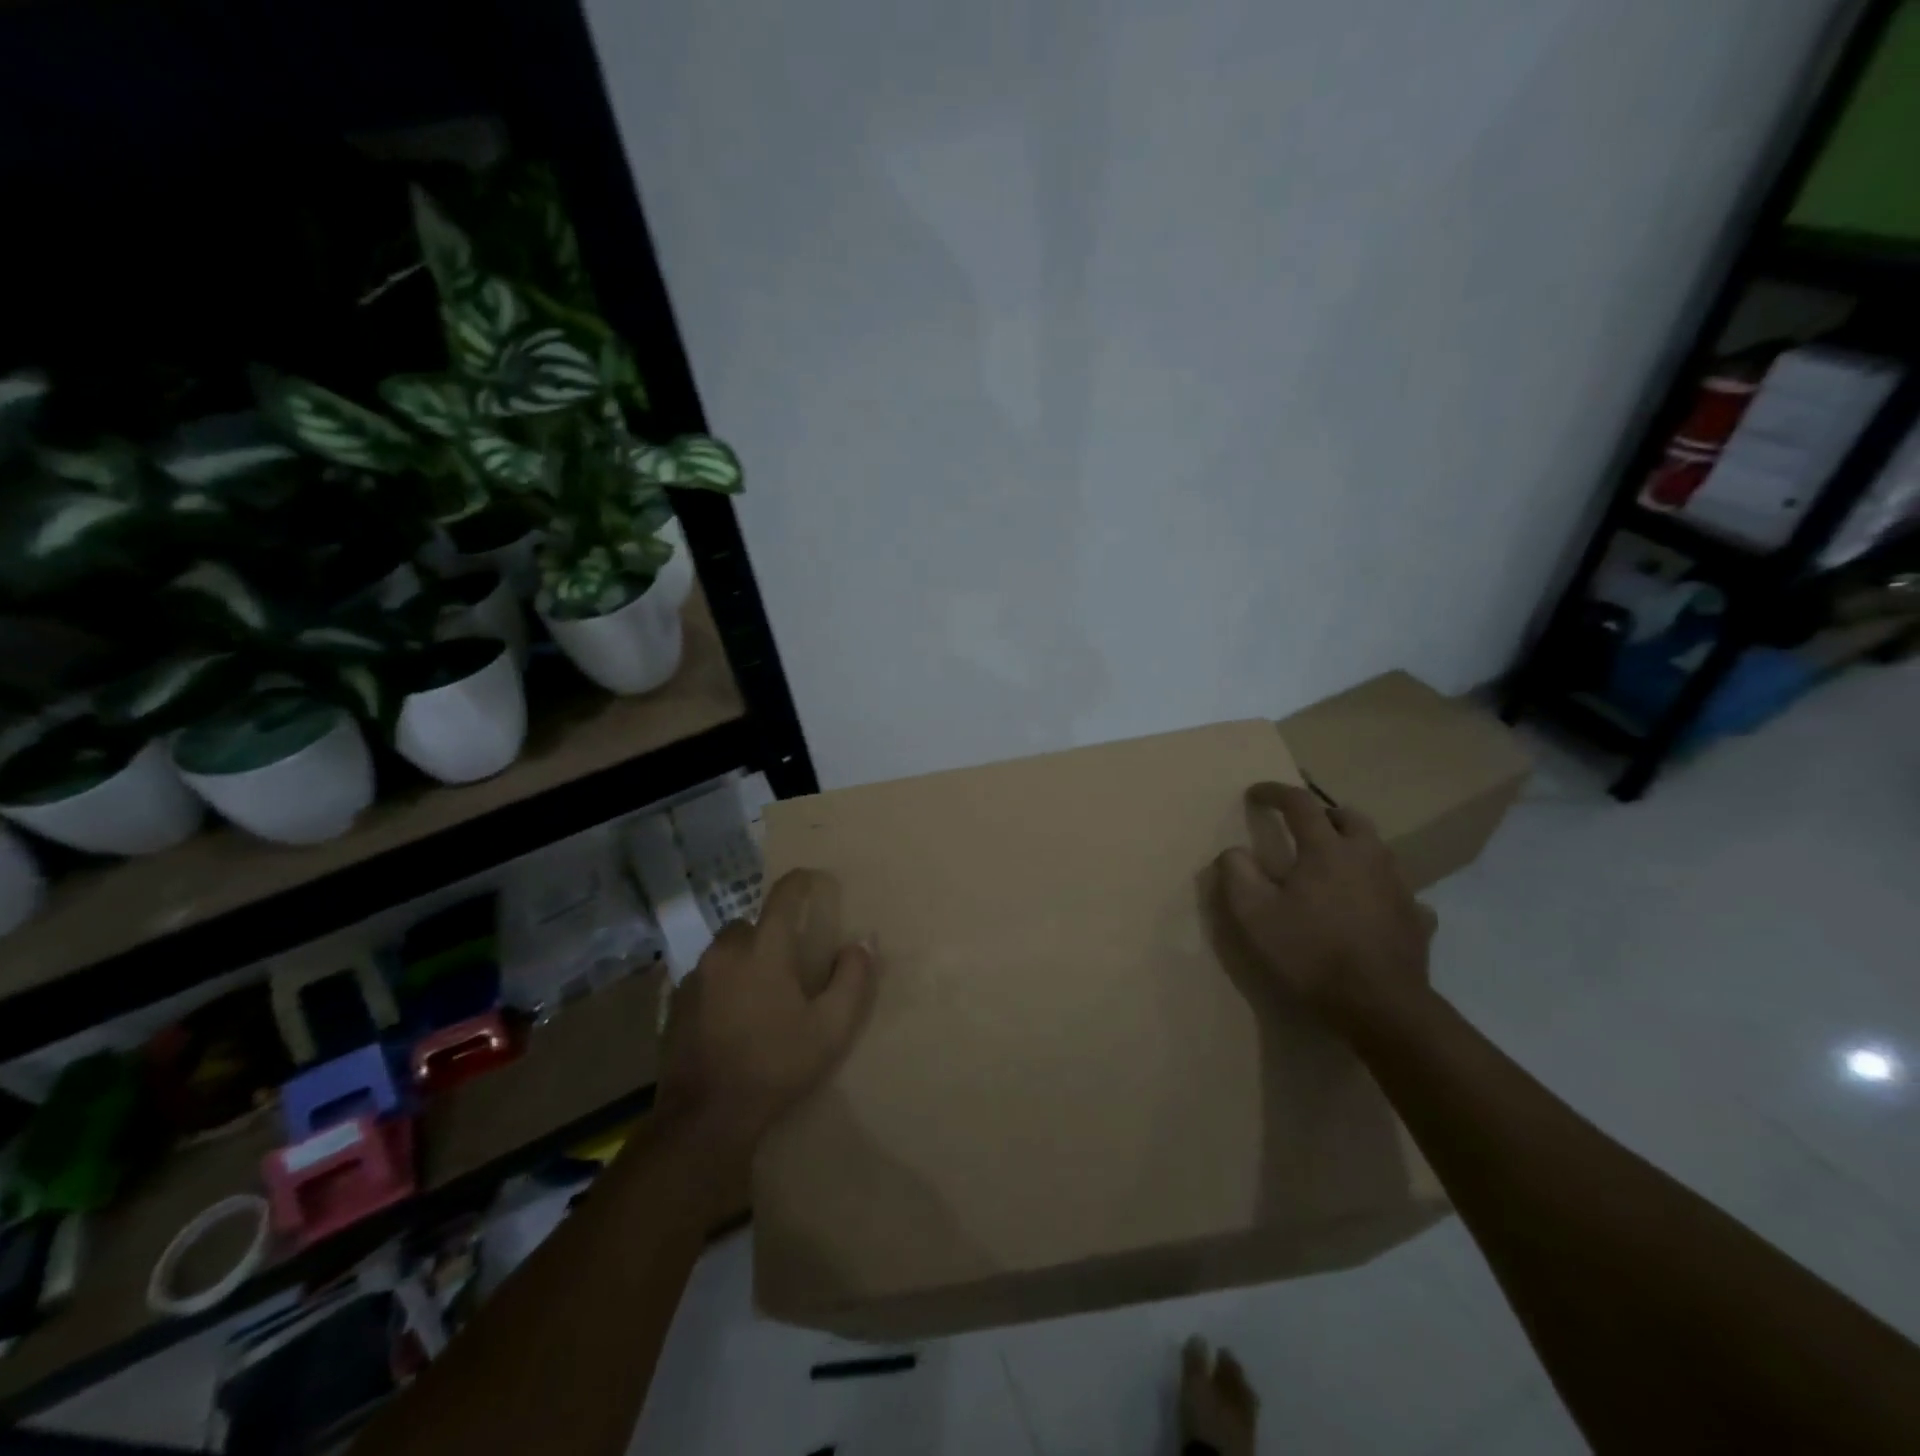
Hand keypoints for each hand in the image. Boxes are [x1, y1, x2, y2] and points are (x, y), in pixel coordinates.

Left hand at [657, 868, 876, 1160]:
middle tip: (790, 964)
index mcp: (764, 949)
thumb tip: (862, 942)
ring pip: (725, 950)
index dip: (801, 882)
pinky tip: (732, 1017)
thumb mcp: (831, 1029)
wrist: (705, 1118)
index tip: (814, 880)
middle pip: (750, 924)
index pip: (783, 895)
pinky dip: (722, 984)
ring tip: (761, 993)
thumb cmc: (776, 1066)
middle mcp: (725, 952)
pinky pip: (706, 977)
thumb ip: (853, 979)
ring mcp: (694, 977)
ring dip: (744, 959)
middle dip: (771, 934)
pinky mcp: (675, 1004)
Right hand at [1213, 781, 1434, 1035]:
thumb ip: (1237, 875)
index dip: (1275, 792)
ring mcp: (1399, 887)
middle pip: (1349, 818)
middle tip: (1303, 829)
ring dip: (1353, 848)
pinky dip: (1379, 889)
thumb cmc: (1310, 953)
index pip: (1300, 803)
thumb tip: (1234, 851)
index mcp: (1326, 849)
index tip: (1255, 794)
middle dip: (1324, 815)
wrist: (1380, 1006)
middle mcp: (1367, 857)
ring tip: (1334, 867)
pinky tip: (1370, 908)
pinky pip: (1399, 891)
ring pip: (1378, 850)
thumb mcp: (1254, 916)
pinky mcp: (1417, 918)